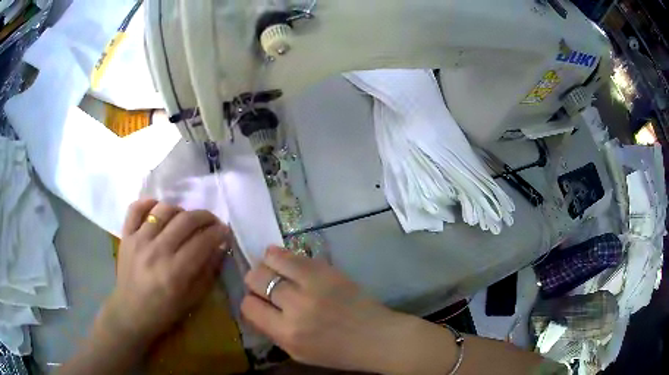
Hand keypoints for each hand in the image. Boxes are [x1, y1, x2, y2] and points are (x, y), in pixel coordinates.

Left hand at [102, 199, 229, 347]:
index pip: (202, 241)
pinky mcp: (126, 236)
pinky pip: (135, 209)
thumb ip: (208, 272)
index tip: (225, 231)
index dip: (218, 233)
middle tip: (212, 221)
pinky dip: (148, 203)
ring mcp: (139, 240)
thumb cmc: (164, 311)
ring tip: (184, 220)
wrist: (131, 313)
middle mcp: (157, 251)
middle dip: (205, 217)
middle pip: (186, 220)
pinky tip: (158, 208)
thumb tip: (220, 247)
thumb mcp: (192, 299)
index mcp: (175, 272)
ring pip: (164, 210)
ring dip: (180, 210)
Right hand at [241, 247, 418, 372]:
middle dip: (255, 281)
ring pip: (271, 260)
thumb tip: (256, 308)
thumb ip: (273, 332)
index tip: (258, 302)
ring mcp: (313, 284)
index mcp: (287, 333)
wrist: (376, 337)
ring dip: (267, 264)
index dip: (250, 302)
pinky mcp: (327, 270)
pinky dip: (283, 255)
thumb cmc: (337, 352)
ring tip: (273, 269)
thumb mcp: (298, 353)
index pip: (249, 306)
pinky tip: (285, 260)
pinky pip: (294, 254)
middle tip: (264, 284)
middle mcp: (296, 306)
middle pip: (256, 279)